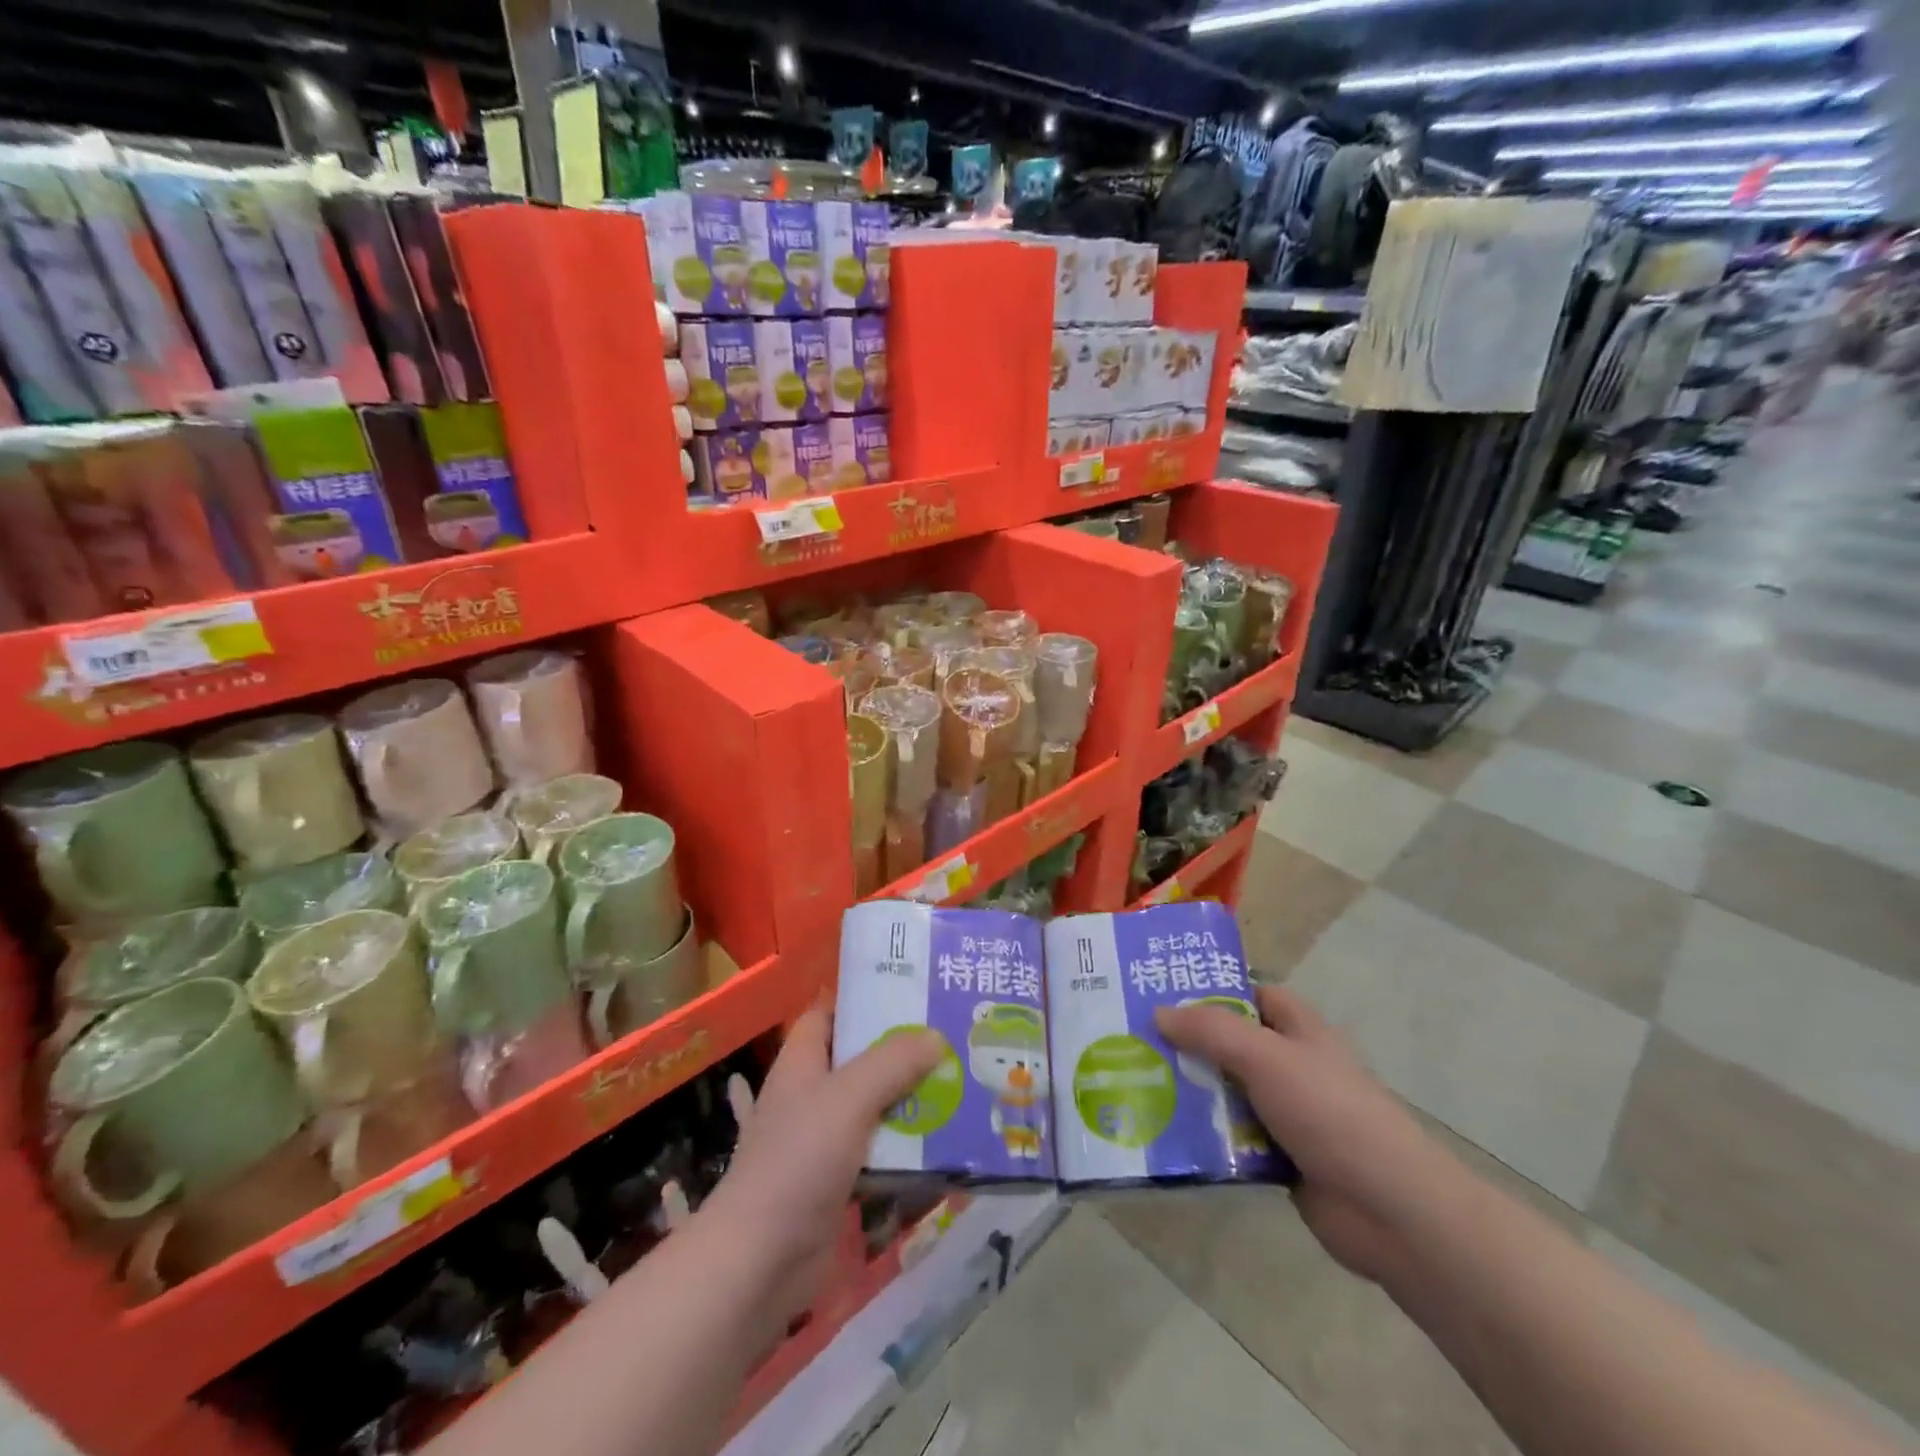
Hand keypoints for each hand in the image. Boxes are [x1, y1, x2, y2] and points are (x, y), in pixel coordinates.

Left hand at [698, 1008, 939, 1330]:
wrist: (761, 1259)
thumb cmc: (799, 1159)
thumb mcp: (849, 1097)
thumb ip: (893, 1062)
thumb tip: (936, 1036)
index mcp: (802, 1062)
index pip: (829, 1015)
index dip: (863, 1002)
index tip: (910, 996)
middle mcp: (811, 1094)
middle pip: (859, 1060)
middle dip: (901, 1052)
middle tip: (950, 1039)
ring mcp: (823, 1140)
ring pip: (874, 1106)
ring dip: (910, 1100)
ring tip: (959, 1084)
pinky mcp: (838, 1180)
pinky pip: (879, 1151)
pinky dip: (906, 1146)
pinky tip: (944, 1141)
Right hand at [1156, 985, 1452, 1283]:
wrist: (1391, 1210)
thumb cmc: (1330, 1113)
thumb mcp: (1266, 1057)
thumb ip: (1211, 1031)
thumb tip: (1159, 1012)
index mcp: (1300, 1030)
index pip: (1252, 994)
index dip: (1213, 990)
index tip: (1163, 990)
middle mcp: (1293, 1065)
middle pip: (1232, 1043)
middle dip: (1189, 1042)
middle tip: (1133, 1038)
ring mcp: (1287, 1113)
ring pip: (1227, 1091)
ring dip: (1191, 1091)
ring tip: (1135, 1082)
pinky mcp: (1280, 1157)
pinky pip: (1231, 1136)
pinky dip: (1204, 1135)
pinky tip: (1164, 1133)